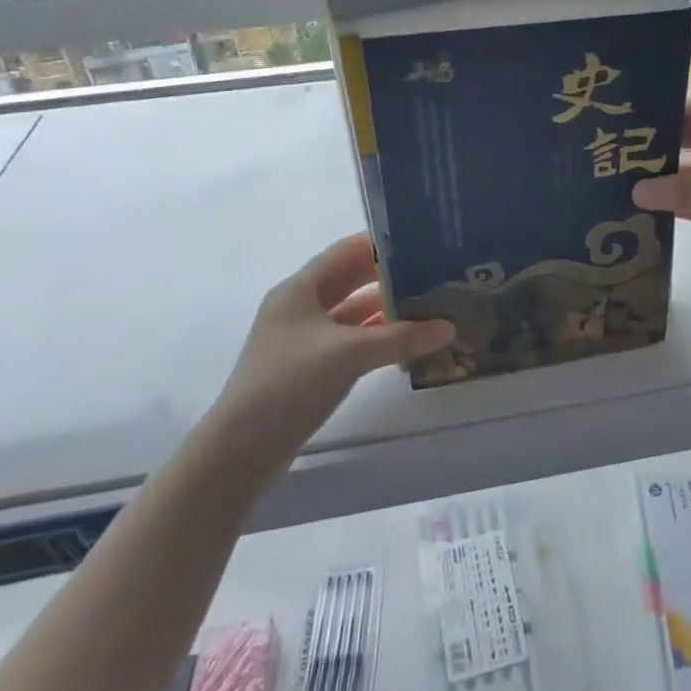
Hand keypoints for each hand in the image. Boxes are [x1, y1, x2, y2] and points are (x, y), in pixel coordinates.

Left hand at [213, 235, 454, 445]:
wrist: (242, 449)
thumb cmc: (290, 383)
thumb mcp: (349, 354)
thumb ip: (401, 337)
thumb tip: (449, 327)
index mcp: (299, 290)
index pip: (345, 252)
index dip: (380, 245)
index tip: (420, 241)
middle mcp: (299, 307)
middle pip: (350, 281)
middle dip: (389, 277)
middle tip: (432, 272)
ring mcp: (303, 338)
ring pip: (351, 313)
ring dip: (386, 309)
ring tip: (428, 304)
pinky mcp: (309, 366)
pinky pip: (349, 340)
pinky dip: (376, 337)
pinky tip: (406, 341)